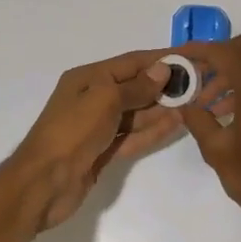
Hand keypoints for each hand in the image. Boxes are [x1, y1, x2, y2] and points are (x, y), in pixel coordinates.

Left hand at [5, 50, 186, 230]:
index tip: (187, 58)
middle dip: (163, 86)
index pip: (130, 63)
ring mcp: (98, 127)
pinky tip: (175, 124)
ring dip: (162, 108)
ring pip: (136, 113)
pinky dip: (152, 131)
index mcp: (87, 78)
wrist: (43, 183)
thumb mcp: (105, 99)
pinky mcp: (103, 151)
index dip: (159, 60)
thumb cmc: (72, 131)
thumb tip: (162, 69)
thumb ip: (136, 87)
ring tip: (192, 104)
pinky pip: (132, 136)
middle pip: (134, 88)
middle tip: (197, 85)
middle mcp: (92, 98)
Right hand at [173, 35, 240, 241]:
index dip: (198, 50)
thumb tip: (183, 103)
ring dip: (228, 73)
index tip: (177, 57)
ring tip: (205, 103)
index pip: (224, 52)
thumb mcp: (217, 150)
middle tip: (193, 77)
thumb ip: (197, 119)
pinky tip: (226, 113)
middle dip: (215, 57)